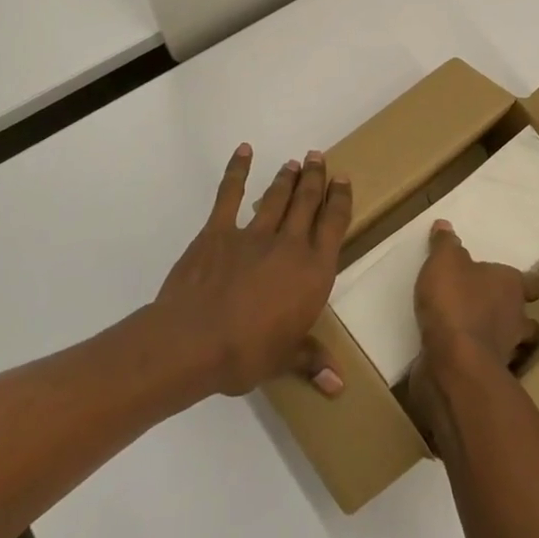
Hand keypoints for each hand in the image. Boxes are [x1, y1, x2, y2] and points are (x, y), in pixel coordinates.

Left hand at [154, 145, 351, 398]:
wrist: (195, 341)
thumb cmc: (248, 353)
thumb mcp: (285, 360)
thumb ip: (312, 361)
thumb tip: (339, 385)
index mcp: (313, 271)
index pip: (333, 225)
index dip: (339, 200)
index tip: (343, 180)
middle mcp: (290, 245)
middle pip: (307, 202)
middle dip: (315, 178)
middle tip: (319, 157)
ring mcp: (253, 234)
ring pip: (277, 197)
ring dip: (287, 178)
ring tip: (295, 162)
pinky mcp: (218, 231)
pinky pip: (229, 195)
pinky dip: (237, 171)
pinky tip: (244, 152)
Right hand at [409, 221, 538, 438]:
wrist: (454, 362)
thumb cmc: (456, 302)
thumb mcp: (444, 262)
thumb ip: (445, 245)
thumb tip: (445, 225)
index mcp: (512, 286)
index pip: (533, 284)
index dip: (524, 283)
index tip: (510, 282)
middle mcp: (516, 319)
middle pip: (528, 320)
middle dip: (514, 317)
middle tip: (491, 310)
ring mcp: (505, 352)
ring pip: (511, 346)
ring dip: (497, 341)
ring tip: (473, 334)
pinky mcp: (486, 376)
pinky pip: (486, 366)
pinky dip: (475, 361)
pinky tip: (455, 355)